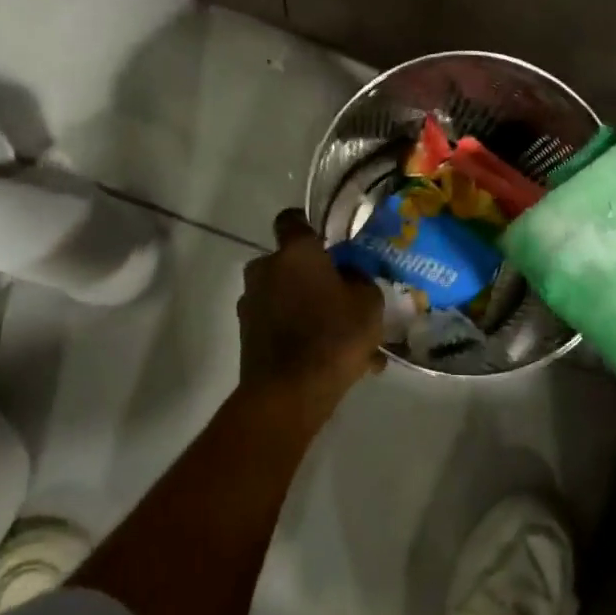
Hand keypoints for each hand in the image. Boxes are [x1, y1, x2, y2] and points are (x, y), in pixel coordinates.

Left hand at [237, 209, 384, 419]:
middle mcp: (265, 269)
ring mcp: (251, 303)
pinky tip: (332, 363)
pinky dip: (300, 335)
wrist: (288, 395)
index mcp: (295, 252)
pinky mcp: (247, 335)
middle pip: (290, 263)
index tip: (328, 243)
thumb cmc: (333, 336)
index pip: (292, 219)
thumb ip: (359, 279)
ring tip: (345, 342)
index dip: (309, 227)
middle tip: (343, 299)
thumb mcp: (368, 302)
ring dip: (309, 310)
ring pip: (287, 297)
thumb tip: (347, 275)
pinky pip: (281, 325)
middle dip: (313, 277)